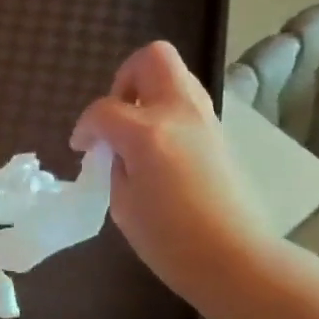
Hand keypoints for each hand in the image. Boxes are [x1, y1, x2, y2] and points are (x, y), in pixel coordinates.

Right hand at [71, 41, 273, 309]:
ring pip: (175, 75)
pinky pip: (188, 101)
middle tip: (115, 117)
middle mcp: (179, 112)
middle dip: (125, 79)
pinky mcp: (220, 133)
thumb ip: (116, 165)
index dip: (85, 127)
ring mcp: (205, 119)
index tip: (82, 148)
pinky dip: (167, 111)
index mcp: (147, 133)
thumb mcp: (124, 205)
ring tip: (135, 132)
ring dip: (148, 93)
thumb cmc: (171, 242)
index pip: (104, 110)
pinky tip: (158, 148)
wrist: (236, 259)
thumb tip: (118, 150)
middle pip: (152, 58)